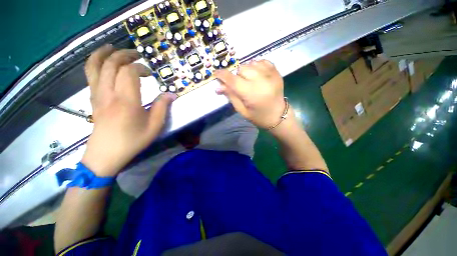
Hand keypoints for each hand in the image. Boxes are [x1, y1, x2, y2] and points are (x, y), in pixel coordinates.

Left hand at [81, 45, 175, 176]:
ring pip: (95, 66)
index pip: (129, 72)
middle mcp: (109, 93)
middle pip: (111, 64)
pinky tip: (102, 61)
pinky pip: (90, 75)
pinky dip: (94, 63)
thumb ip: (163, 107)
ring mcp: (97, 95)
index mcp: (126, 101)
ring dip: (105, 53)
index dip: (141, 68)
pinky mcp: (93, 98)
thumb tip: (171, 94)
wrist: (106, 154)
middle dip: (124, 55)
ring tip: (113, 47)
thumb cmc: (133, 141)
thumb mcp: (154, 126)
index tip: (150, 73)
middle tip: (136, 55)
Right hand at [215, 60, 285, 128]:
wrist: (278, 116)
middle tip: (240, 86)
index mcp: (252, 94)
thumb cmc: (258, 116)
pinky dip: (255, 66)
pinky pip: (261, 61)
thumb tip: (219, 86)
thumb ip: (231, 96)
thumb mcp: (242, 110)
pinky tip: (257, 76)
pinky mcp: (276, 71)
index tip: (216, 74)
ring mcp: (271, 74)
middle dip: (237, 76)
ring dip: (246, 71)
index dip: (222, 75)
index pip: (233, 80)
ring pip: (250, 63)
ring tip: (249, 81)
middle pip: (241, 69)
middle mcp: (262, 81)